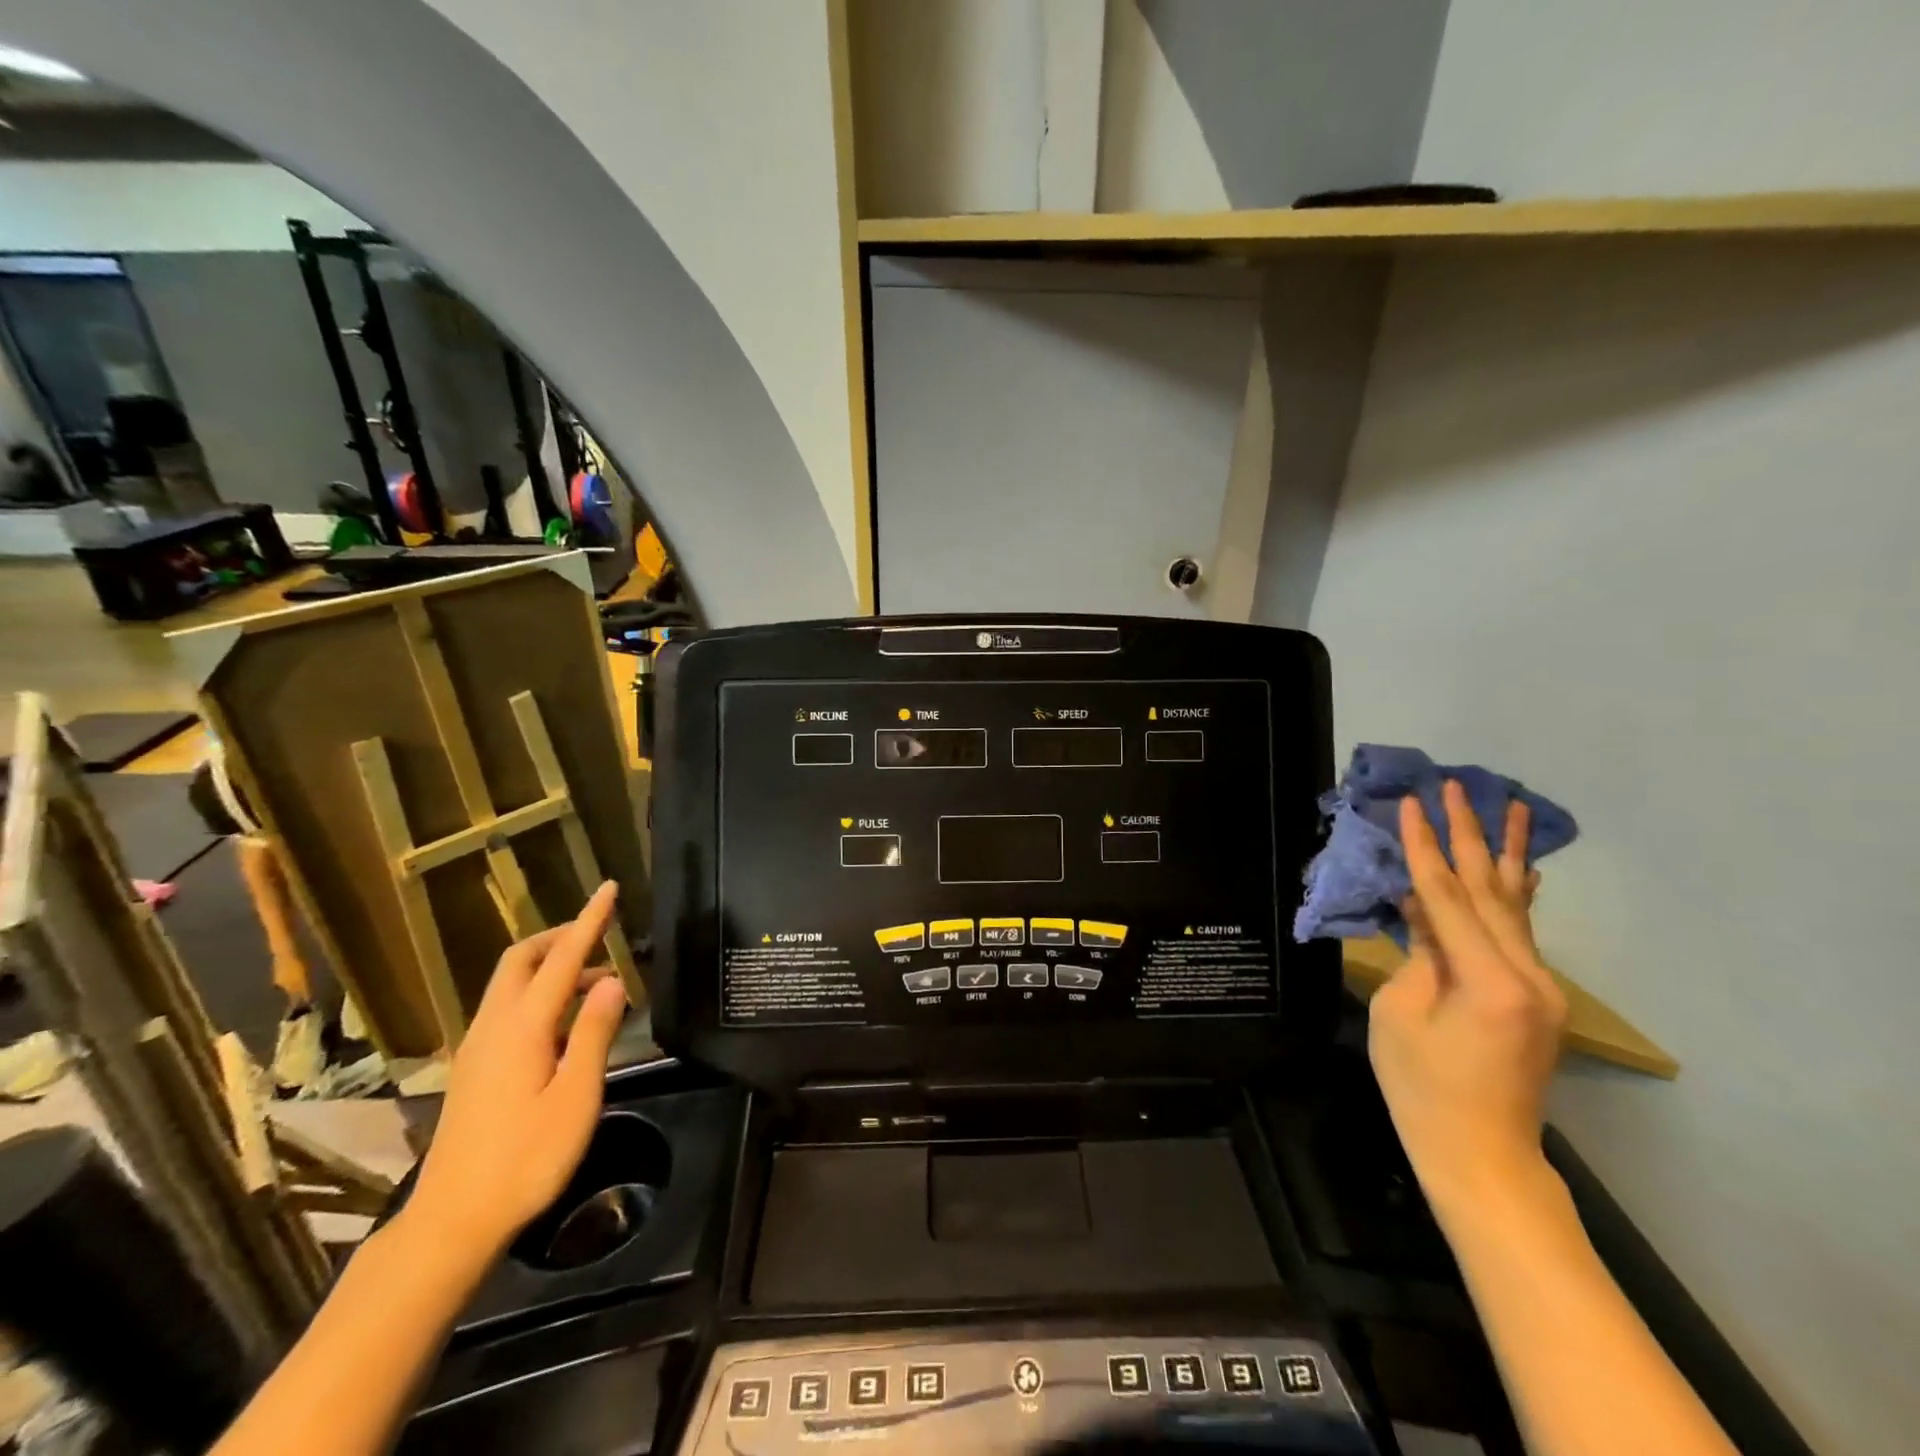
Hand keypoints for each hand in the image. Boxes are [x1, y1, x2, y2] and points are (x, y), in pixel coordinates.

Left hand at [401, 882, 629, 1262]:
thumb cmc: (526, 1159)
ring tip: (595, 982)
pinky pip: (505, 1006)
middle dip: (560, 935)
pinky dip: (537, 991)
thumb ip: (595, 1032)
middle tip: (600, 934)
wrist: (453, 1220)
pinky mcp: (472, 1067)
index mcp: (522, 1028)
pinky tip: (563, 1022)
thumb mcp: (576, 1096)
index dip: (589, 921)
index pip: (561, 958)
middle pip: (521, 959)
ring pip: (509, 982)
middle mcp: (493, 1026)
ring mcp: (476, 1046)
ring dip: (550, 965)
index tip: (608, 888)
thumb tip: (612, 979)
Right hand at [1368, 782, 1567, 1220]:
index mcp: (1488, 981)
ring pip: (1514, 904)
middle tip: (1456, 785)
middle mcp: (1528, 975)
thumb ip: (1416, 952)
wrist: (1480, 1152)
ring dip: (1504, 853)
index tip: (1411, 803)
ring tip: (1508, 804)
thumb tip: (1419, 907)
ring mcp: (1541, 986)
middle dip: (1468, 834)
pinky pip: (1520, 931)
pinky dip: (1516, 893)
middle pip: (1489, 889)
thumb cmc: (1421, 1087)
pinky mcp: (1537, 996)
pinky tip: (1523, 866)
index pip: (1447, 896)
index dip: (1423, 847)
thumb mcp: (1399, 1012)